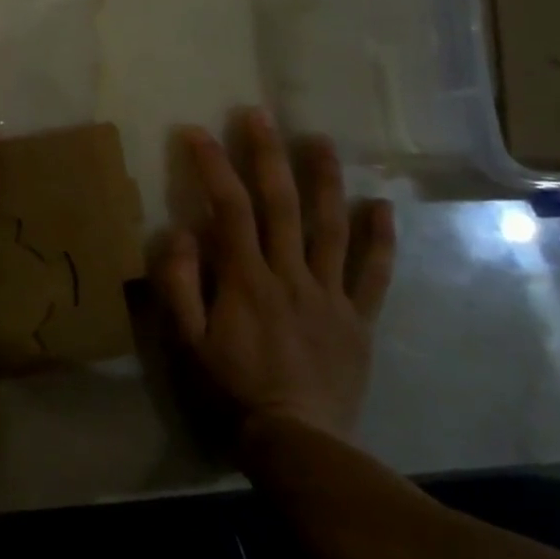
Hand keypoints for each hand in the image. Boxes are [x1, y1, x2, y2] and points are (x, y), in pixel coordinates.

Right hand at [152, 108, 394, 440]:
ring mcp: (330, 295)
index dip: (213, 166)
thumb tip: (180, 231)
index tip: (197, 132)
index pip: (229, 208)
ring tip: (319, 140)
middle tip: (260, 115)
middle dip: (268, 155)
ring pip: (331, 228)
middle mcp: (290, 275)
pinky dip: (380, 239)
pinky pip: (374, 274)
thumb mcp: (186, 342)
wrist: (298, 443)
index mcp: (245, 279)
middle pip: (281, 205)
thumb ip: (178, 284)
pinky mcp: (358, 319)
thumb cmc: (231, 390)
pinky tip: (381, 206)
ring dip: (325, 180)